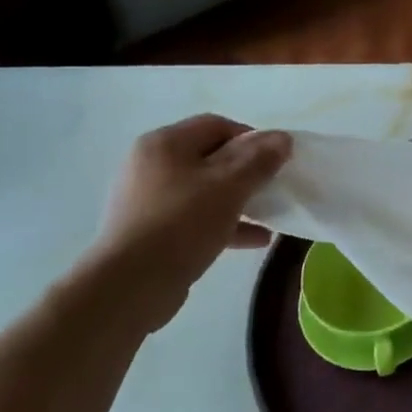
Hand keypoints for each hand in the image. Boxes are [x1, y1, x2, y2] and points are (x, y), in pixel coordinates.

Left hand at [82, 116, 291, 331]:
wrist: (129, 286)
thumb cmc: (182, 224)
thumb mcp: (230, 186)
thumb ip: (259, 159)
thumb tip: (282, 138)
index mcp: (165, 144)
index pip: (217, 125)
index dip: (252, 138)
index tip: (276, 161)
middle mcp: (151, 165)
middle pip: (211, 157)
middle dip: (248, 171)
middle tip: (273, 186)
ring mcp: (148, 200)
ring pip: (205, 190)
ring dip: (240, 199)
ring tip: (270, 214)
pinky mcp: (151, 231)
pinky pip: (196, 218)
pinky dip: (225, 223)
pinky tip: (256, 239)